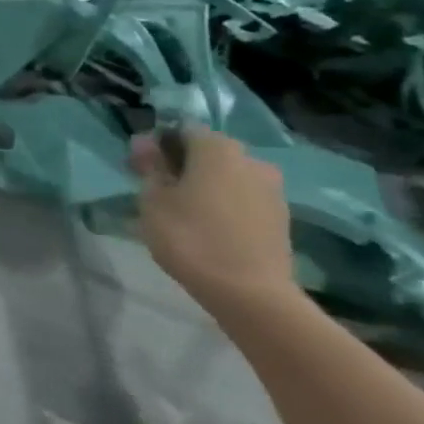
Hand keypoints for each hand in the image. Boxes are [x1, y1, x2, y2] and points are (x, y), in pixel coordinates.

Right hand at [130, 128, 298, 323]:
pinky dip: (226, 203)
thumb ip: (151, 166)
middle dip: (184, 163)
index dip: (159, 144)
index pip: (183, 130)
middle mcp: (251, 160)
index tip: (142, 167)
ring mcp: (272, 189)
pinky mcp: (281, 216)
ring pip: (229, 175)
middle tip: (160, 188)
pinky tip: (210, 225)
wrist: (250, 294)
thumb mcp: (153, 200)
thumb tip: (146, 141)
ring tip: (185, 210)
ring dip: (207, 184)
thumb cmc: (191, 238)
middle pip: (209, 151)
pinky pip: (244, 197)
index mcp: (217, 149)